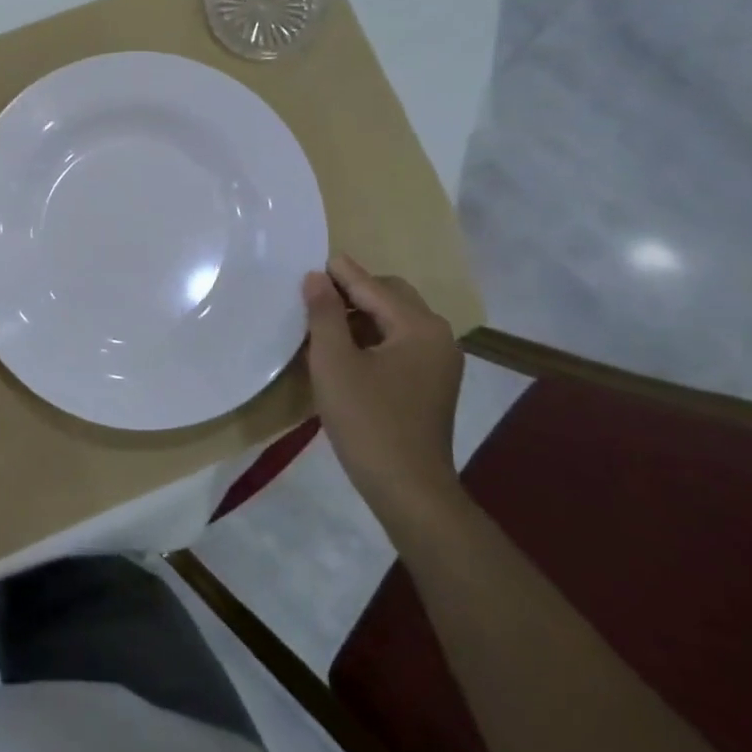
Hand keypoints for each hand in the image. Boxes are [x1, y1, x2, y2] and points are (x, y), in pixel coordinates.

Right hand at [304, 256, 464, 531]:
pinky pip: (401, 342)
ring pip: (396, 320)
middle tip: (314, 296)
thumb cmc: (367, 421)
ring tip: (325, 322)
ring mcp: (440, 361)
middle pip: (390, 296)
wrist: (408, 490)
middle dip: (353, 292)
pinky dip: (374, 337)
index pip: (372, 286)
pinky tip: (347, 350)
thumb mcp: (334, 362)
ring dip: (362, 315)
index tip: (310, 261)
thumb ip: (324, 313)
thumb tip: (317, 277)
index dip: (338, 273)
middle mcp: (438, 335)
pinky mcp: (433, 383)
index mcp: (419, 326)